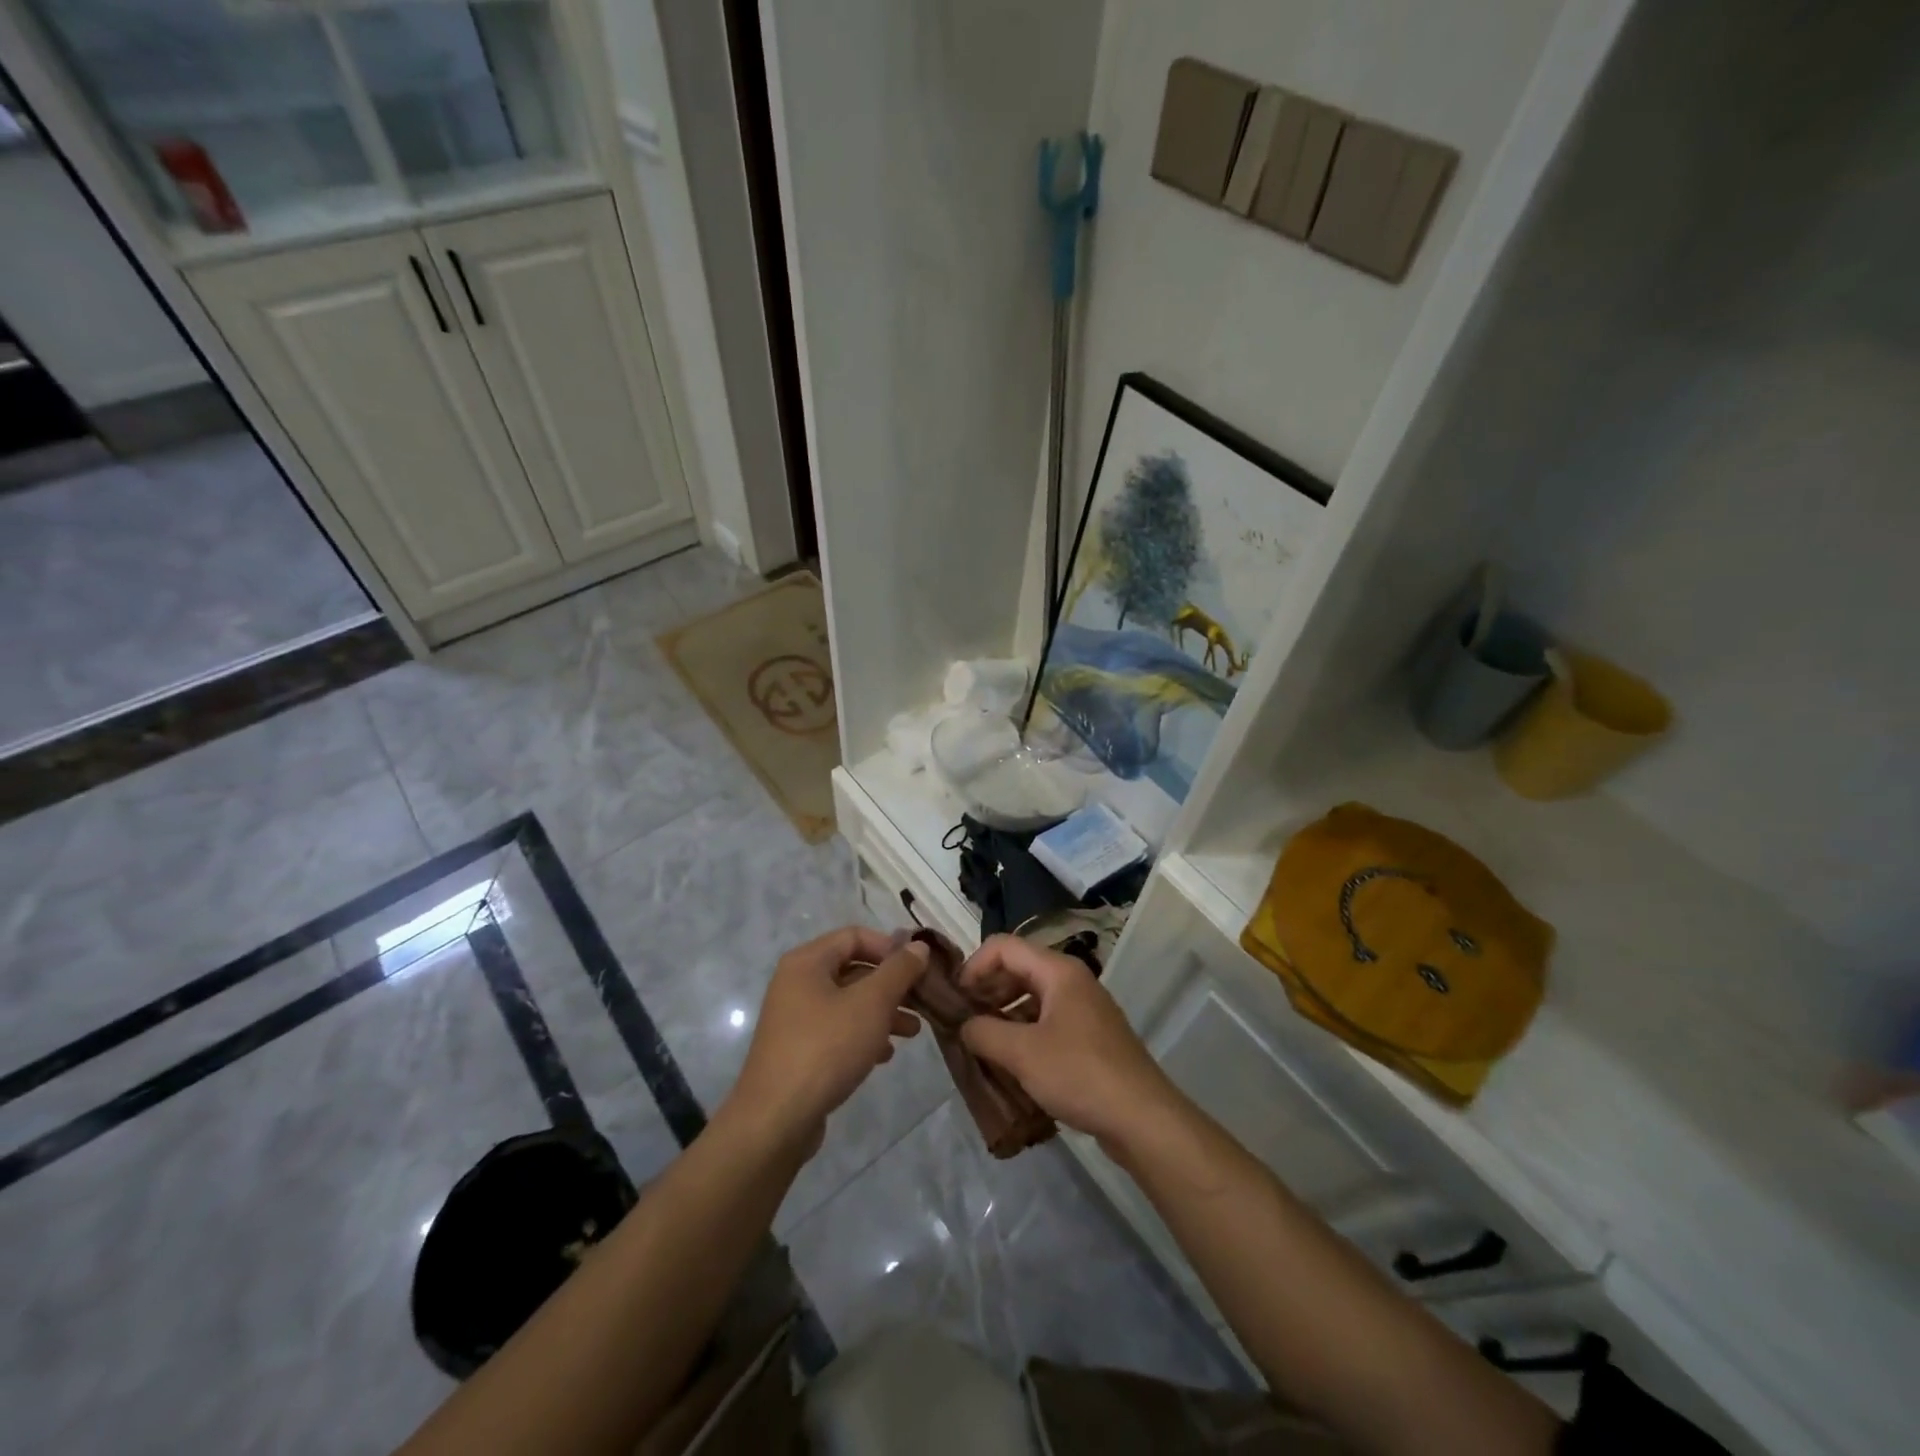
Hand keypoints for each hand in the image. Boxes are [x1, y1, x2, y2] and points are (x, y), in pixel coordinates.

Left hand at [725, 927, 926, 1148]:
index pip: (855, 936)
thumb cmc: (826, 1048)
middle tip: (923, 1001)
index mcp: (807, 961)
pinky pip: (838, 1030)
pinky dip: (864, 1034)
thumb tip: (919, 945)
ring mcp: (795, 1018)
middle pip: (853, 969)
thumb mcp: (871, 1003)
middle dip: (891, 984)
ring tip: (914, 1031)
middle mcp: (797, 983)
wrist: (776, 1119)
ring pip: (849, 1002)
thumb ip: (899, 970)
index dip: (890, 947)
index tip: (919, 968)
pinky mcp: (799, 1049)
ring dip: (883, 1011)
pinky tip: (885, 1054)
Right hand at [957, 934, 1182, 1149]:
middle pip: (1018, 968)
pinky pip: (1047, 1021)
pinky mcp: (1090, 1037)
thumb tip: (964, 1025)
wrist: (1142, 1118)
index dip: (974, 966)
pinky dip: (1024, 1033)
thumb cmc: (1079, 1074)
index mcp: (1058, 971)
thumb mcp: (1022, 1053)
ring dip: (1003, 1014)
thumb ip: (984, 1032)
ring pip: (1032, 997)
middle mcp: (1072, 981)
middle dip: (987, 990)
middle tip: (964, 1021)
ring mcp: (1084, 1009)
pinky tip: (1011, 1063)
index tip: (955, 999)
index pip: (1004, 946)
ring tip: (982, 1044)